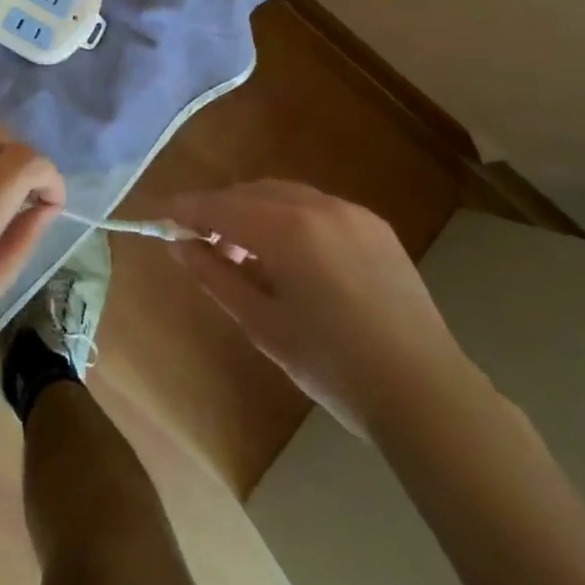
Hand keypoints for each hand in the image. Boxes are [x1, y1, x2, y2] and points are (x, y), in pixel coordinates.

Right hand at [162, 179, 464, 432]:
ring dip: (255, 212)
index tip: (160, 218)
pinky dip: (290, 219)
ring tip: (245, 256)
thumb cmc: (332, 366)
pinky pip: (317, 208)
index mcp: (287, 229)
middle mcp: (318, 206)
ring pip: (285, 195)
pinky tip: (291, 258)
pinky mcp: (375, 226)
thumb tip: (179, 244)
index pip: (220, 205)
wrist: (424, 392)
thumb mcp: (261, 324)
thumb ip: (215, 276)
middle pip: (251, 192)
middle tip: (201, 244)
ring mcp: (352, 212)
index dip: (185, 209)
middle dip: (220, 210)